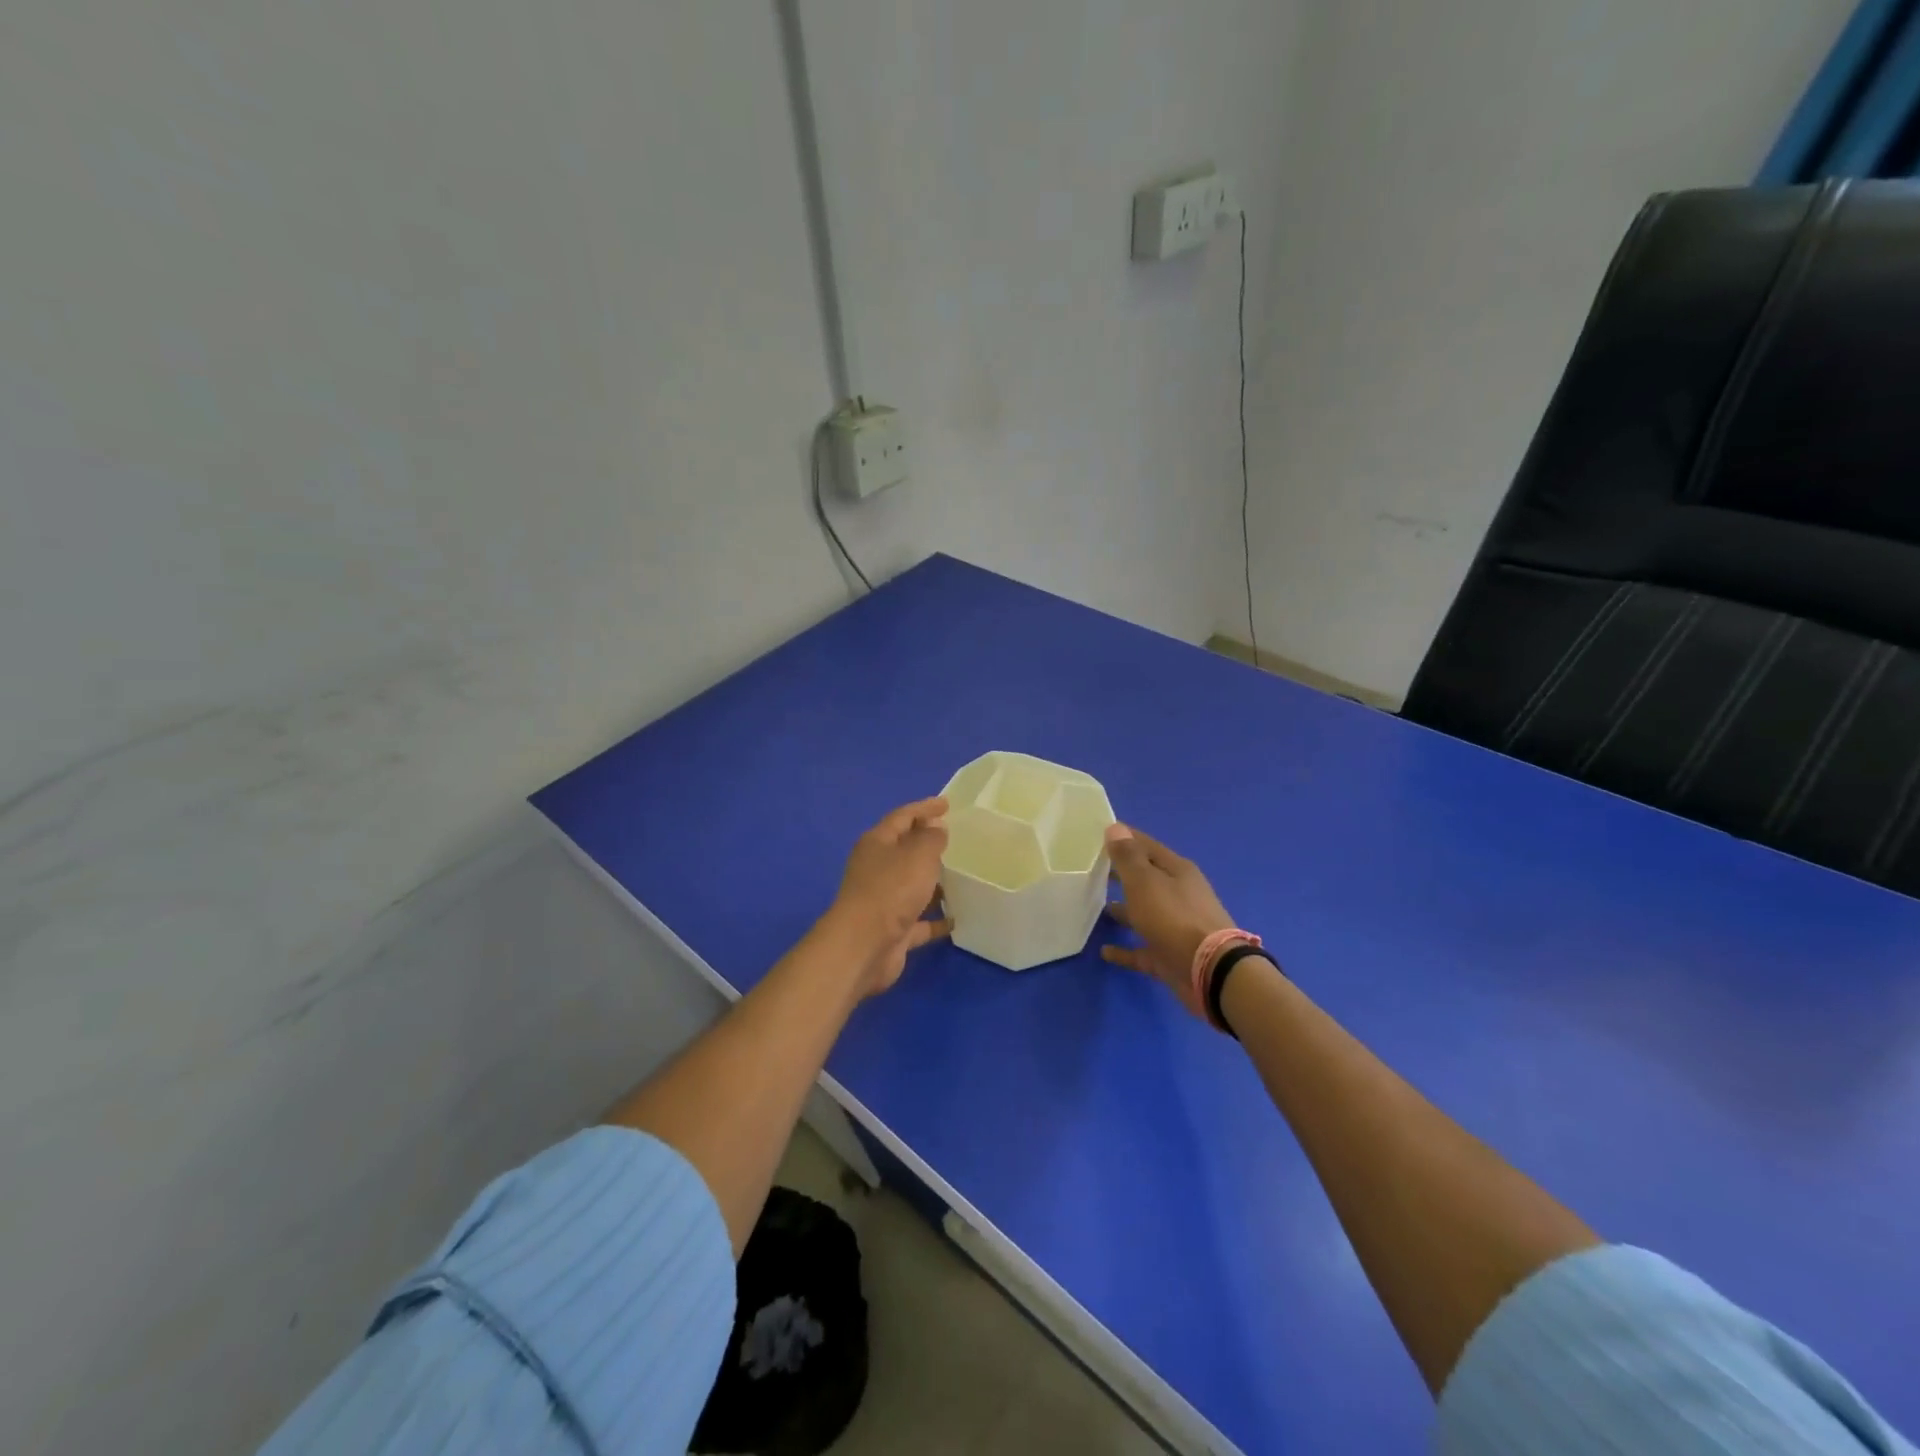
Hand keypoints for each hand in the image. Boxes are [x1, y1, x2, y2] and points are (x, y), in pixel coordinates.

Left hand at [824, 796, 953, 997]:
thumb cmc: (891, 890)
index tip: (947, 803)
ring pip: (912, 885)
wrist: (865, 945)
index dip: (924, 807)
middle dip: (928, 843)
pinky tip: (957, 919)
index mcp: (877, 843)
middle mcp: (877, 868)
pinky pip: (919, 920)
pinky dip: (936, 918)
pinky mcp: (893, 929)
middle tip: (955, 838)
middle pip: (905, 850)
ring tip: (962, 877)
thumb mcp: (918, 854)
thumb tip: (936, 828)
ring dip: (934, 882)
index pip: (902, 816)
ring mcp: (884, 900)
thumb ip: (931, 838)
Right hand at [1102, 824, 1235, 1019]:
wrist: (1210, 971)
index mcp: (1176, 871)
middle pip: (1145, 879)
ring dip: (1123, 910)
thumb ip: (1128, 857)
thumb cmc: (1174, 917)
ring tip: (1097, 906)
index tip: (1096, 833)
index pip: (1146, 845)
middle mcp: (1178, 895)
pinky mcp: (1170, 956)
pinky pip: (1142, 949)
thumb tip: (1115, 827)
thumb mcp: (1145, 881)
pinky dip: (1125, 949)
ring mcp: (1175, 927)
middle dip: (1120, 873)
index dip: (1122, 838)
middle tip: (1090, 869)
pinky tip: (1105, 951)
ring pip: (1144, 913)